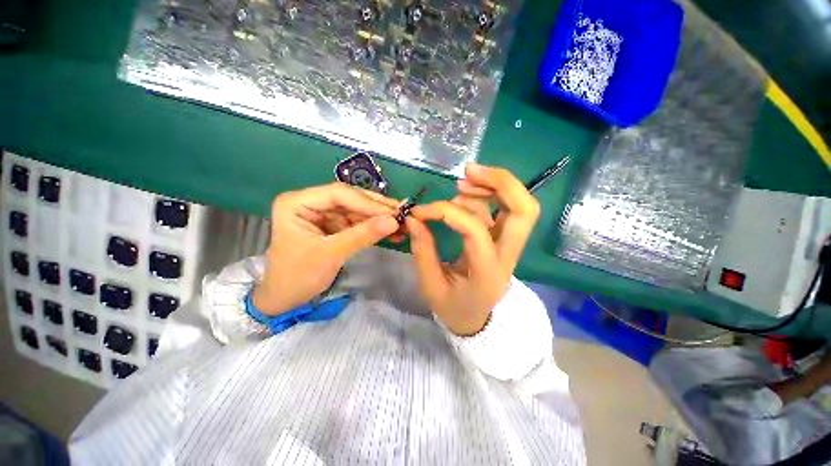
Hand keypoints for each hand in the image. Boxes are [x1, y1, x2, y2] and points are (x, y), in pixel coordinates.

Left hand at [254, 183, 399, 314]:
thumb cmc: (298, 276)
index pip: (338, 194)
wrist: (285, 297)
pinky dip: (374, 227)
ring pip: (357, 209)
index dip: (367, 203)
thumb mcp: (331, 255)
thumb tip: (394, 221)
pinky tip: (391, 231)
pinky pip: (357, 221)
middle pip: (350, 198)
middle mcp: (311, 201)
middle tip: (403, 213)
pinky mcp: (334, 224)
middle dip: (377, 208)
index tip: (393, 213)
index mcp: (297, 202)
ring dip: (379, 217)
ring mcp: (324, 213)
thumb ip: (362, 235)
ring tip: (402, 223)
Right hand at [406, 164, 539, 335]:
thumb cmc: (453, 307)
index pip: (474, 230)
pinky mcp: (504, 240)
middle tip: (467, 171)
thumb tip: (414, 219)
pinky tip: (466, 193)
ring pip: (519, 205)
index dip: (446, 212)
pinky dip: (488, 194)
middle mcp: (508, 256)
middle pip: (524, 210)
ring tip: (463, 180)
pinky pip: (504, 208)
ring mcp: (510, 246)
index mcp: (488, 272)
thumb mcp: (431, 285)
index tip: (421, 212)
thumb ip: (423, 251)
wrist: (476, 320)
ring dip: (493, 184)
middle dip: (500, 182)